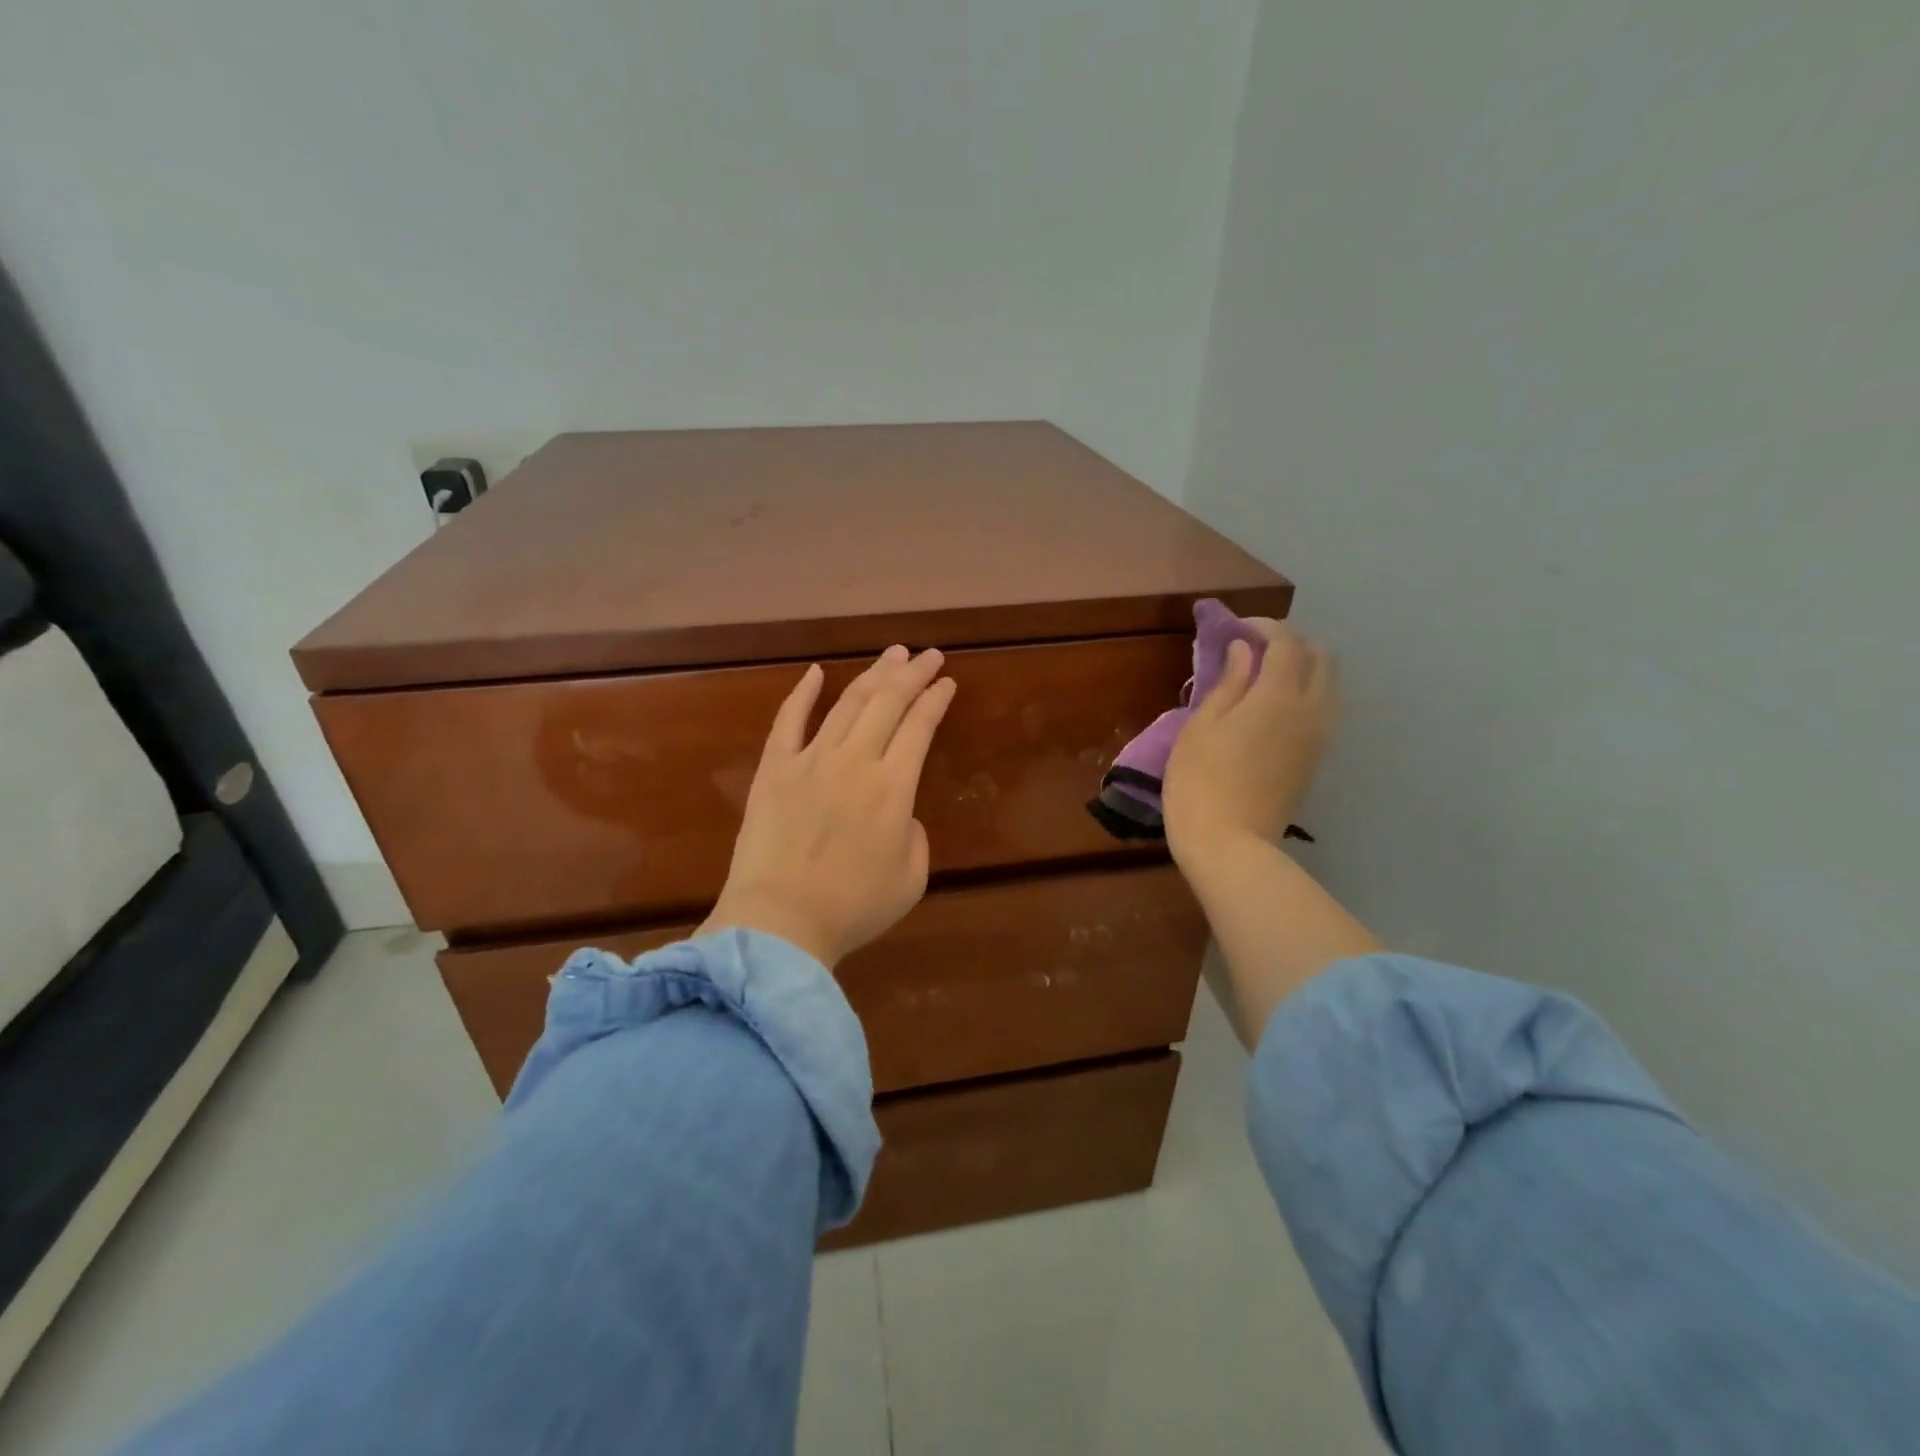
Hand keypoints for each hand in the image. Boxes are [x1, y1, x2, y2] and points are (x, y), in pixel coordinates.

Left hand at [698, 646, 956, 966]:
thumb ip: (914, 836)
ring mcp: (810, 760)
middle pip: (888, 703)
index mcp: (894, 787)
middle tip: (927, 654)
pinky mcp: (774, 769)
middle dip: (912, 674)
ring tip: (891, 655)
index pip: (920, 727)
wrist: (780, 921)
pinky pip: (788, 721)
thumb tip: (899, 814)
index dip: (936, 700)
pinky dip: (803, 693)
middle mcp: (855, 761)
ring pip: (847, 704)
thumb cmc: (852, 907)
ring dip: (872, 675)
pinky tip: (815, 673)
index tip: (946, 681)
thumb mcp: (911, 878)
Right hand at [1162, 620, 1337, 864]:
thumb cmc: (1200, 781)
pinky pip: (1324, 711)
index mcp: (1278, 696)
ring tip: (1264, 678)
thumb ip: (1227, 683)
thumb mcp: (1201, 727)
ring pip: (1330, 685)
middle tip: (1253, 651)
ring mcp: (1319, 737)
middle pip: (1321, 658)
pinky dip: (1307, 695)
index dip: (1263, 627)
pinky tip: (1274, 708)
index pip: (1285, 642)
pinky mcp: (1316, 760)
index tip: (1236, 629)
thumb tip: (1243, 651)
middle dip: (1291, 643)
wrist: (1230, 844)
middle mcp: (1310, 710)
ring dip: (1304, 669)